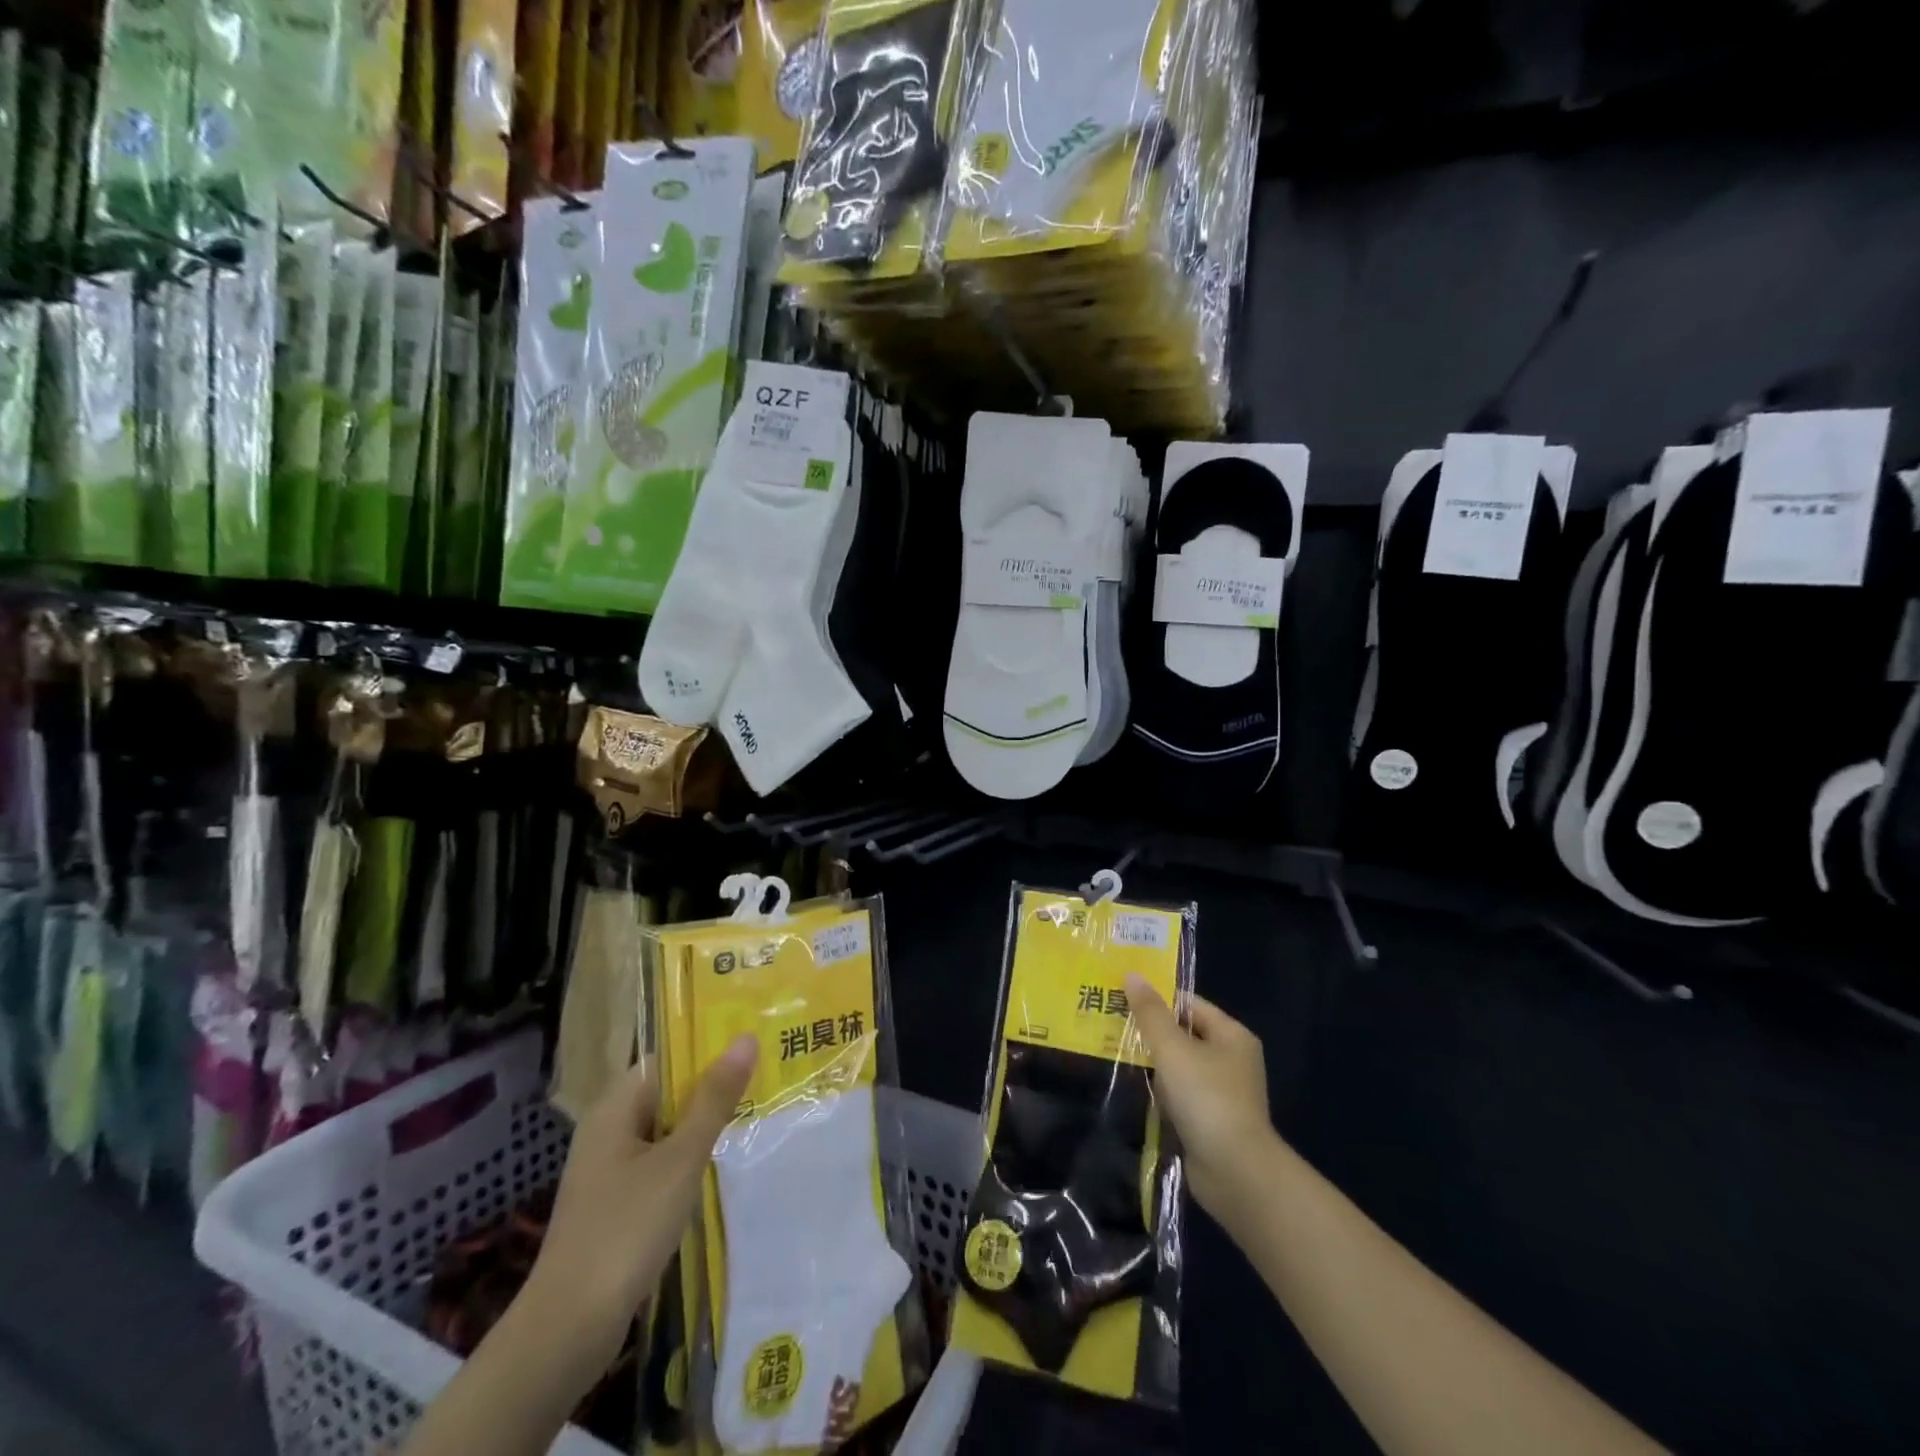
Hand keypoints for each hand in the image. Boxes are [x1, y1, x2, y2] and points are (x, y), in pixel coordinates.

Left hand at [524, 1035, 758, 1370]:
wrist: (568, 1330)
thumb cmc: (626, 1229)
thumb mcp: (681, 1158)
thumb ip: (714, 1099)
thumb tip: (745, 1038)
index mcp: (614, 1108)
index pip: (665, 1059)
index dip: (706, 1049)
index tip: (751, 1046)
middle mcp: (607, 1131)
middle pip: (666, 1094)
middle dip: (711, 1088)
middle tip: (765, 1077)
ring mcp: (608, 1171)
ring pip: (665, 1132)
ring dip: (702, 1126)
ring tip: (754, 1115)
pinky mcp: (614, 1206)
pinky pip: (658, 1165)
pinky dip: (687, 1161)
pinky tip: (719, 1168)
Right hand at [1126, 976, 1273, 1216]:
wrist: (1235, 1173)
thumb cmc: (1206, 1098)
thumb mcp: (1173, 1049)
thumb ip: (1150, 1012)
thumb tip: (1132, 974)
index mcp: (1231, 1034)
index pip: (1189, 1003)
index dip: (1156, 999)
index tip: (1120, 997)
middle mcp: (1231, 1058)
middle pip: (1183, 1033)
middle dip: (1150, 1031)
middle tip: (1111, 1023)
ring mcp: (1222, 1091)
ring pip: (1179, 1065)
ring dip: (1153, 1064)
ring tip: (1114, 1053)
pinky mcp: (1211, 1120)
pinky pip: (1180, 1094)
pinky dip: (1161, 1092)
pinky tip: (1136, 1090)